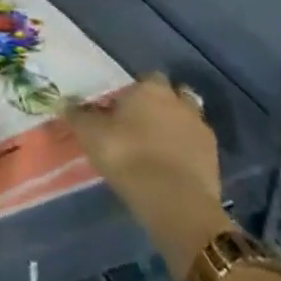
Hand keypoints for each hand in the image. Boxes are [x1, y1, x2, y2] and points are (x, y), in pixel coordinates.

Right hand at [66, 75, 227, 276]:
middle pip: (173, 95)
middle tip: (143, 125)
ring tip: (159, 148)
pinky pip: (197, 147)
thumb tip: (65, 101)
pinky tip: (173, 168)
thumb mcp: (91, 134)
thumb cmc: (127, 156)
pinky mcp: (215, 160)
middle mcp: (179, 102)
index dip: (136, 91)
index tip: (123, 107)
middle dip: (162, 106)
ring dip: (177, 129)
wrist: (175, 202)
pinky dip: (188, 153)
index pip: (147, 77)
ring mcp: (201, 130)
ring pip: (188, 120)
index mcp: (150, 89)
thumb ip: (78, 115)